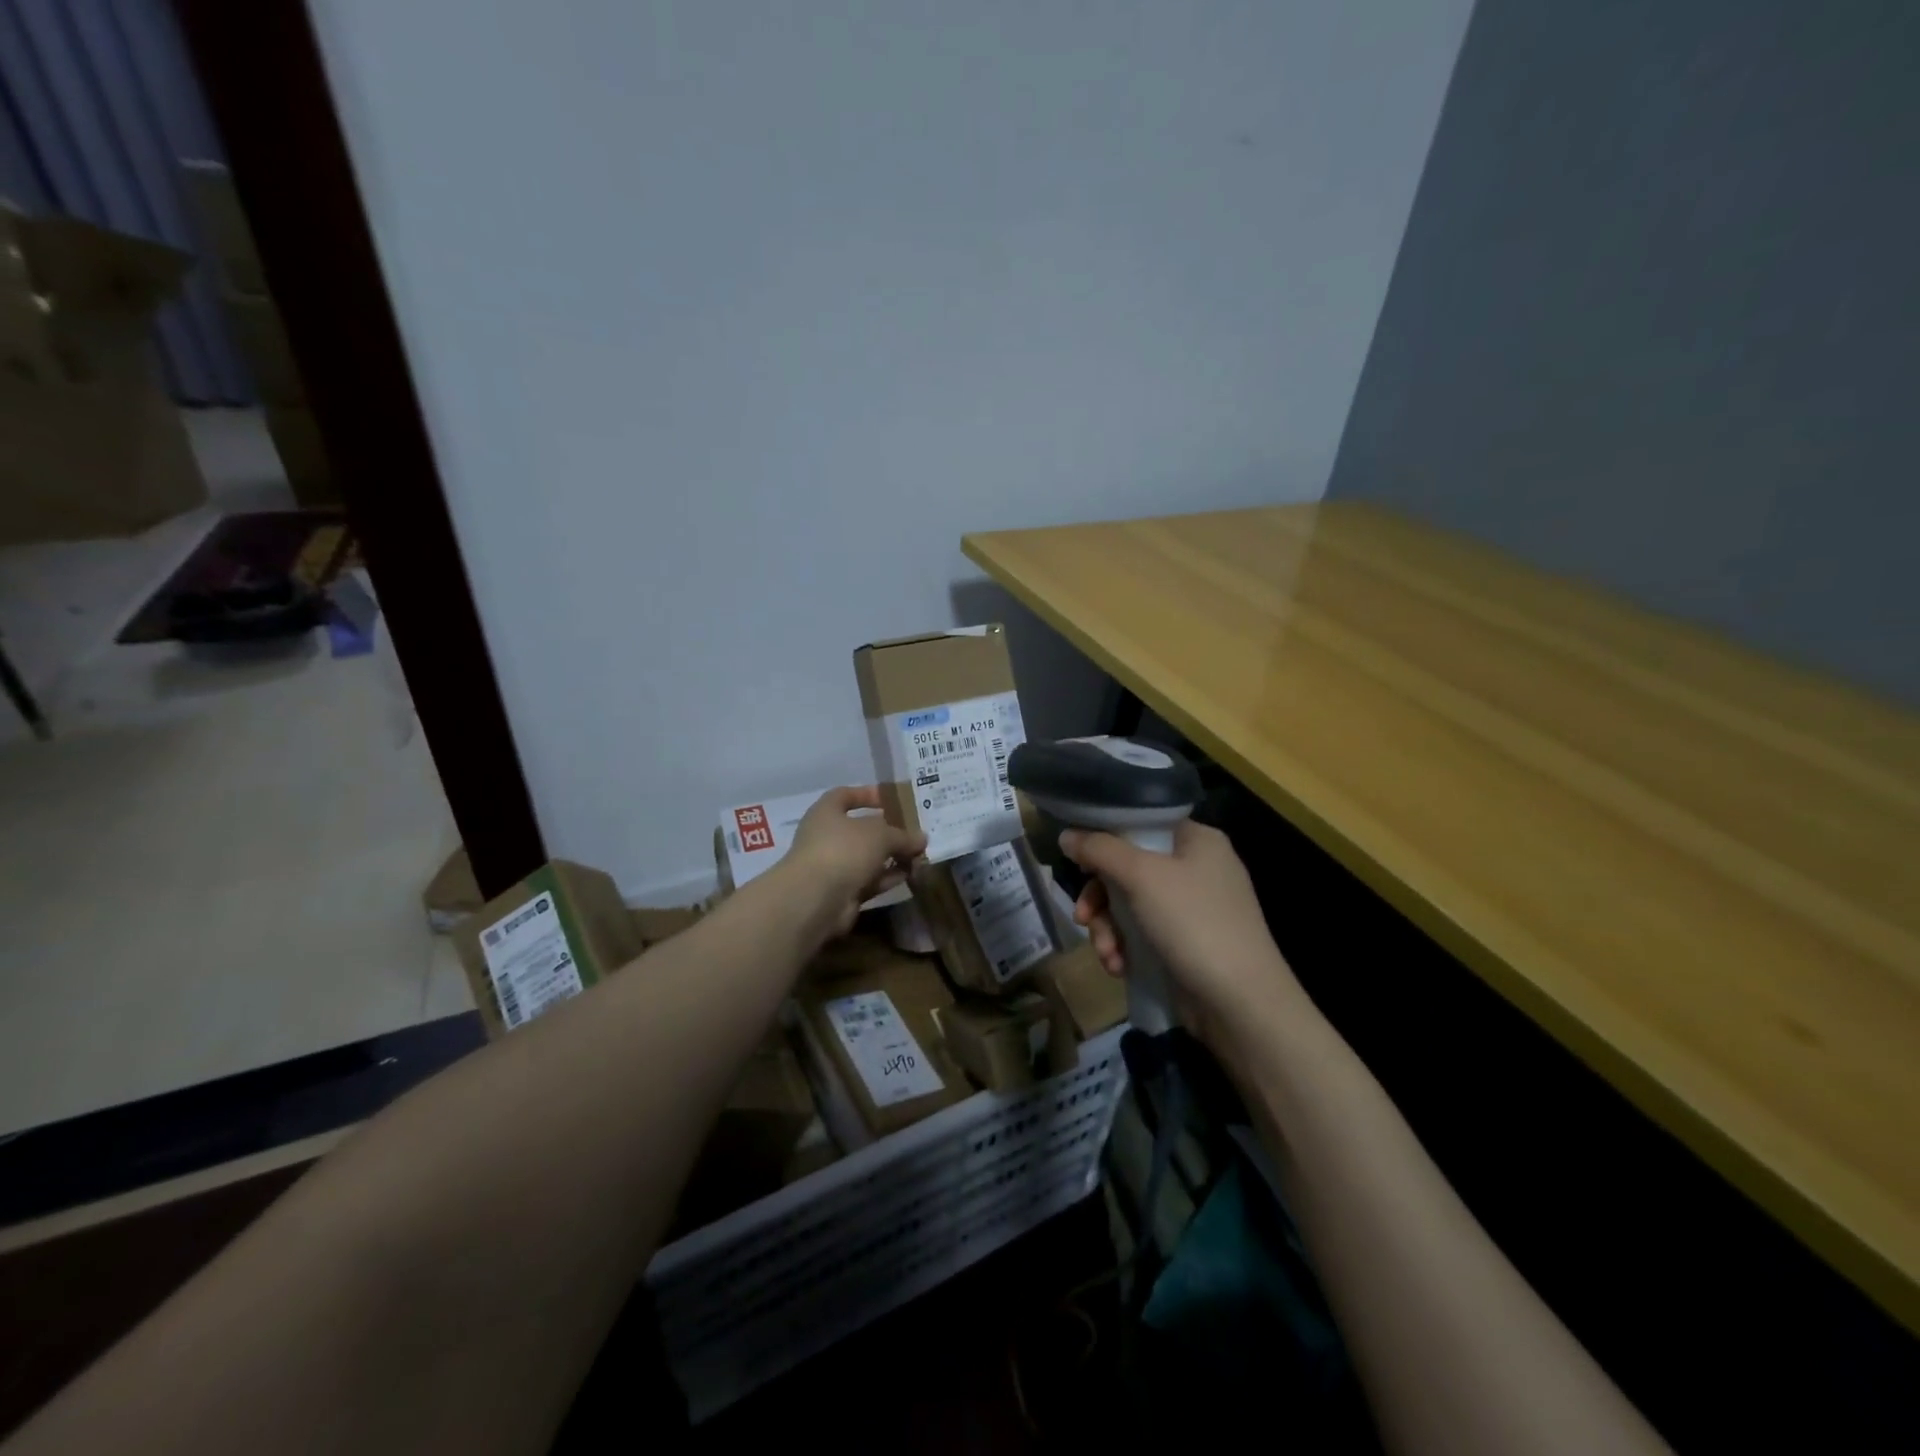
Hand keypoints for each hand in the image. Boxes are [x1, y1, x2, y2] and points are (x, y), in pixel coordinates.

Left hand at [775, 786, 926, 940]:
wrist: (816, 899)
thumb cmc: (844, 850)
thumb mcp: (880, 834)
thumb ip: (902, 835)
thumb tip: (922, 839)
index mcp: (827, 812)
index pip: (846, 795)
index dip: (868, 794)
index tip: (893, 798)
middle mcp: (827, 836)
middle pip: (862, 829)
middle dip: (889, 831)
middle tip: (915, 831)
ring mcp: (834, 866)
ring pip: (868, 857)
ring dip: (893, 856)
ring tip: (921, 854)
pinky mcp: (843, 891)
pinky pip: (870, 879)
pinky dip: (888, 877)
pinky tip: (911, 874)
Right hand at [1062, 820, 1302, 1049]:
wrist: (1242, 1004)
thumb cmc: (1194, 924)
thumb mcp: (1142, 877)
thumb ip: (1100, 850)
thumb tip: (1066, 834)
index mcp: (1196, 840)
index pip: (1140, 823)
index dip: (1104, 839)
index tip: (1078, 862)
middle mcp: (1196, 868)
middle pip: (1127, 868)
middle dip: (1100, 898)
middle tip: (1082, 917)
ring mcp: (1192, 909)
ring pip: (1129, 904)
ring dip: (1108, 929)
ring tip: (1107, 954)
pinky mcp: (1186, 943)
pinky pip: (1142, 933)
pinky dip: (1125, 948)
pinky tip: (1120, 968)